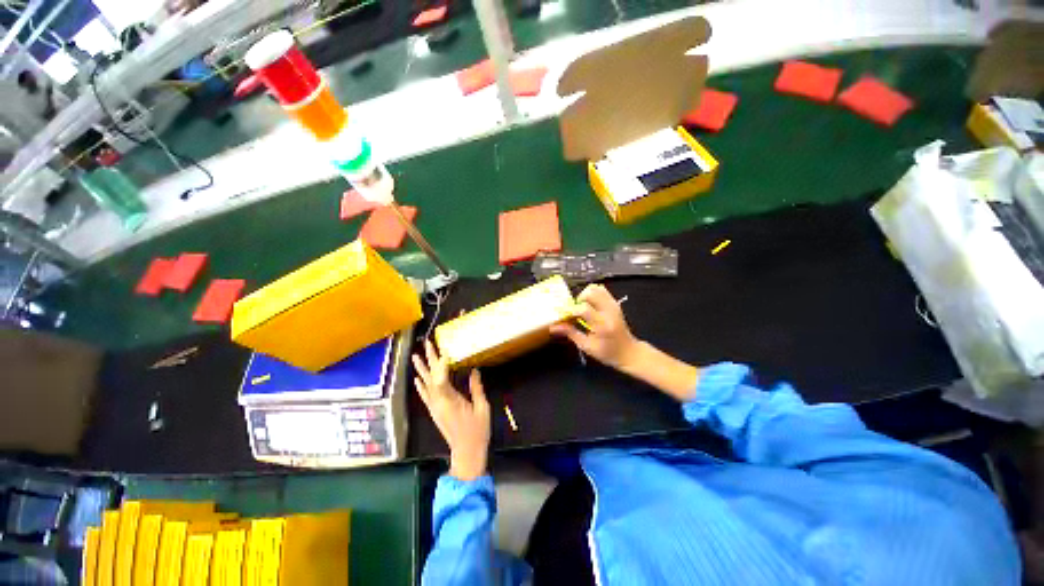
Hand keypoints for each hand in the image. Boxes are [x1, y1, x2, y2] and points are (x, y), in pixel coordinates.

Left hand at [413, 339, 489, 480]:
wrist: (466, 452)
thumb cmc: (477, 431)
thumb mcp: (482, 408)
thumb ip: (476, 388)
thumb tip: (474, 370)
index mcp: (450, 401)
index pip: (441, 379)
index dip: (441, 364)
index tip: (443, 350)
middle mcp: (438, 402)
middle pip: (432, 377)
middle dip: (430, 359)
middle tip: (427, 343)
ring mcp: (435, 407)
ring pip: (426, 384)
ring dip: (421, 369)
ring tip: (415, 356)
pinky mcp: (435, 411)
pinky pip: (425, 395)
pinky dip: (420, 385)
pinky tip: (417, 378)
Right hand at [550, 284, 640, 370]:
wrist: (628, 352)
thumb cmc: (607, 352)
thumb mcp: (586, 346)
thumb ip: (570, 333)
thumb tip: (553, 327)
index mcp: (602, 325)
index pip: (584, 309)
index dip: (572, 310)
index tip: (567, 316)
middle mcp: (609, 312)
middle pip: (591, 292)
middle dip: (579, 298)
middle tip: (576, 310)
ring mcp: (613, 305)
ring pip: (597, 288)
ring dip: (586, 294)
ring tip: (582, 306)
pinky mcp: (615, 303)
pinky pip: (602, 290)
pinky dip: (593, 293)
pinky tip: (589, 305)